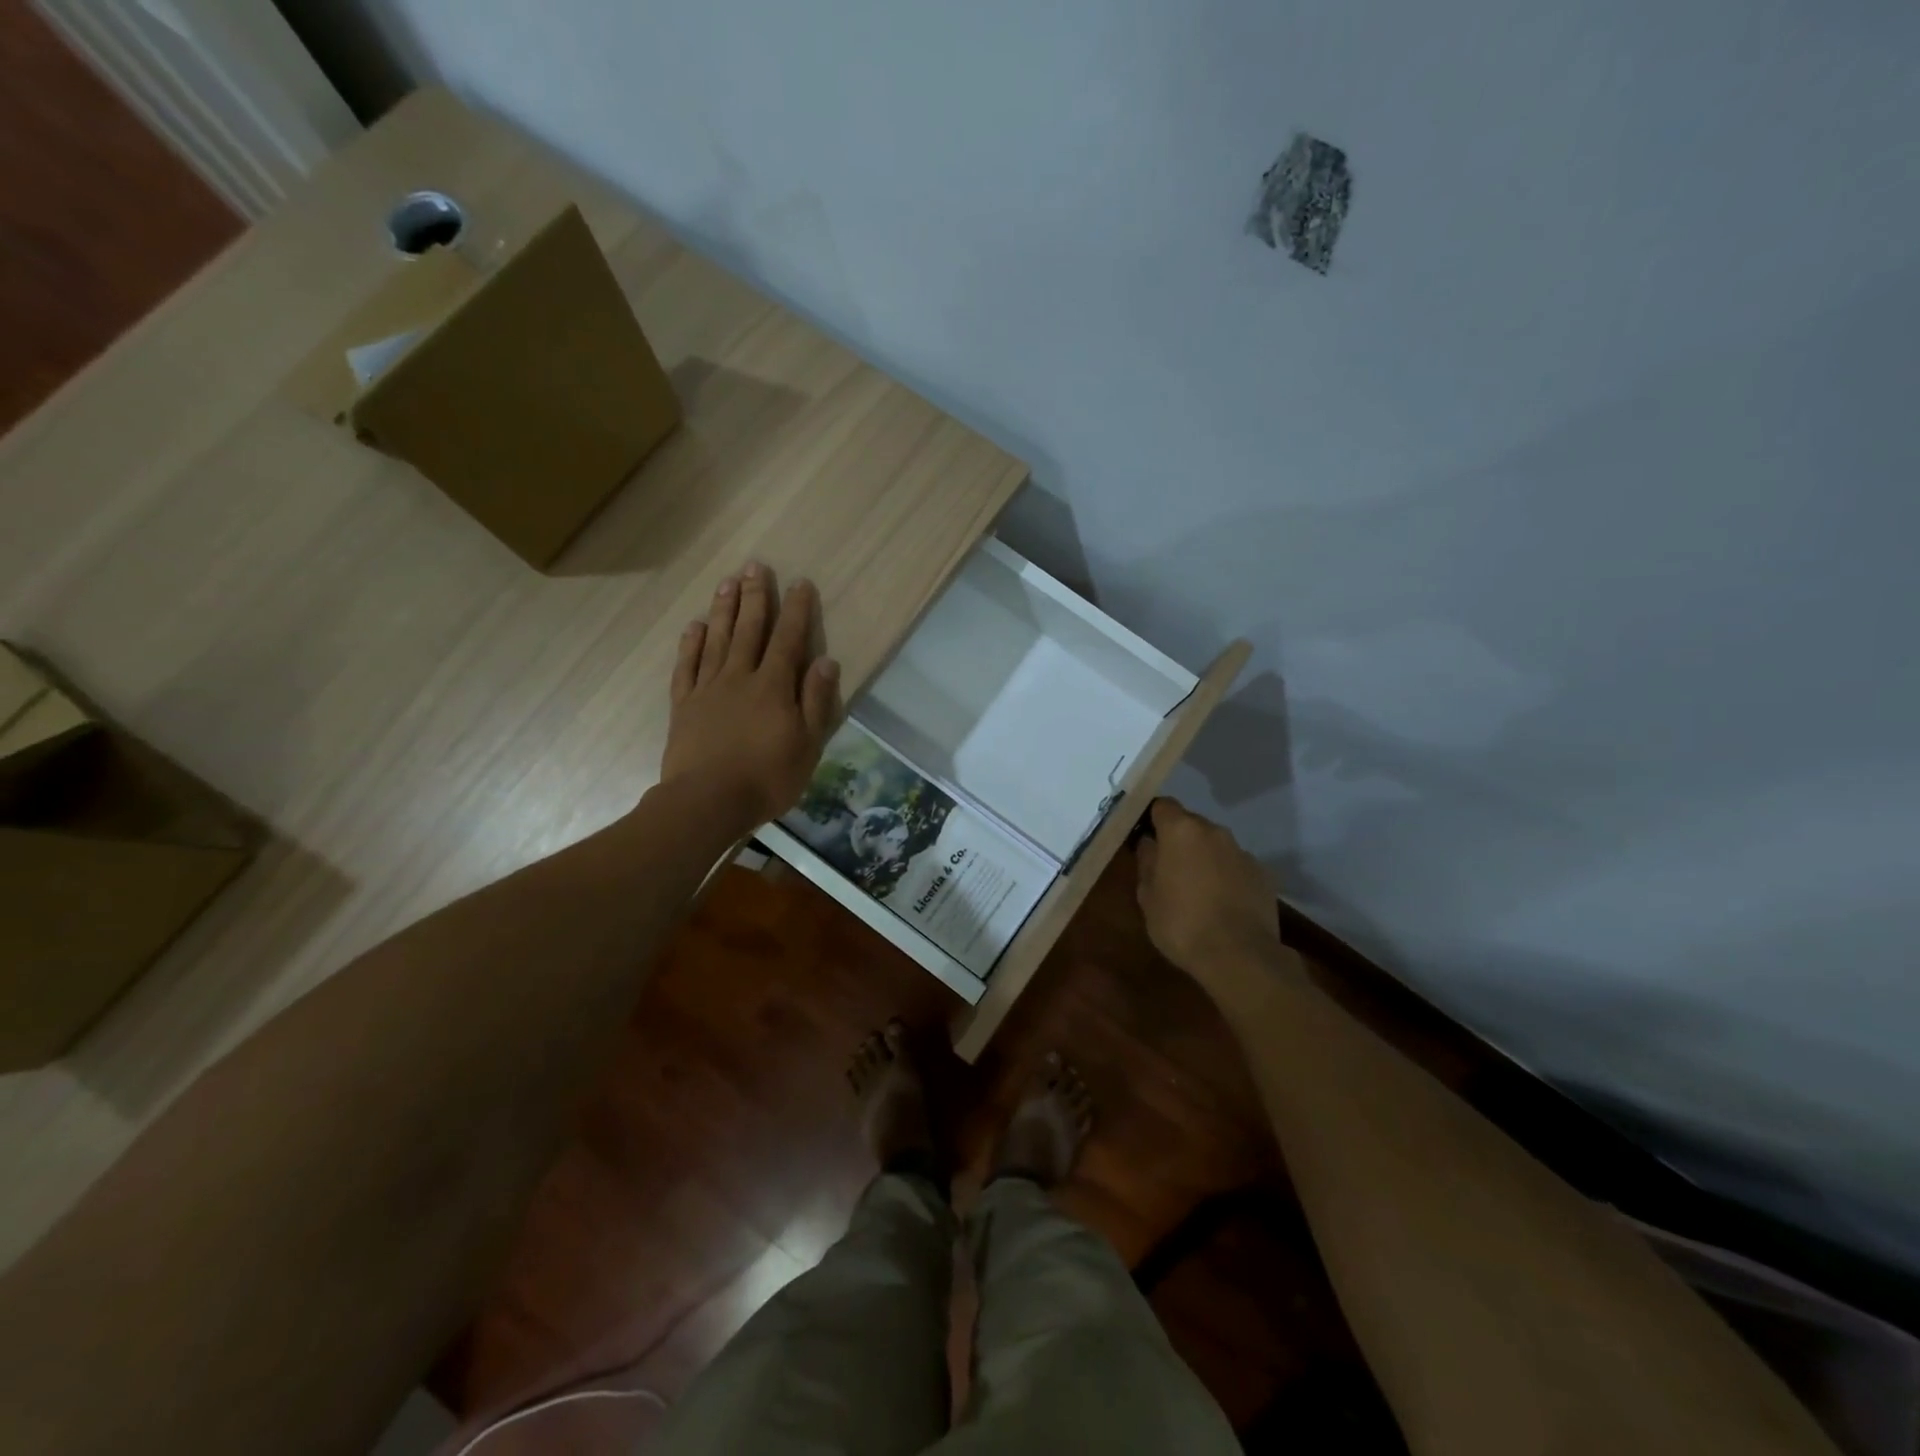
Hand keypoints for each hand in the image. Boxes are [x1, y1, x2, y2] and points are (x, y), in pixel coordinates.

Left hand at [661, 563, 841, 830]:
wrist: (707, 802)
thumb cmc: (767, 778)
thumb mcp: (807, 745)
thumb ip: (815, 701)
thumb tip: (826, 661)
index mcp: (773, 686)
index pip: (788, 640)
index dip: (796, 610)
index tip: (800, 583)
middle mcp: (740, 677)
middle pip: (749, 630)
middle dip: (755, 596)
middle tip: (756, 565)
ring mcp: (708, 689)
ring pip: (717, 639)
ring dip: (724, 609)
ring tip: (728, 582)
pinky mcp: (684, 705)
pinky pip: (687, 666)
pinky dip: (691, 644)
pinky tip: (695, 626)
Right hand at [1135, 798, 1283, 985]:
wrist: (1239, 955)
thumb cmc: (1181, 923)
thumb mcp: (1147, 896)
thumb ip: (1146, 862)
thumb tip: (1150, 844)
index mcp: (1181, 831)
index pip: (1163, 806)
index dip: (1153, 819)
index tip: (1147, 838)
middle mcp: (1214, 832)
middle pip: (1191, 824)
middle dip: (1179, 840)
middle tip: (1169, 868)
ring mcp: (1242, 852)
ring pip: (1215, 845)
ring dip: (1205, 858)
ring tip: (1198, 890)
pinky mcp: (1263, 874)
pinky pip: (1236, 866)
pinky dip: (1227, 876)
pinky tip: (1223, 904)